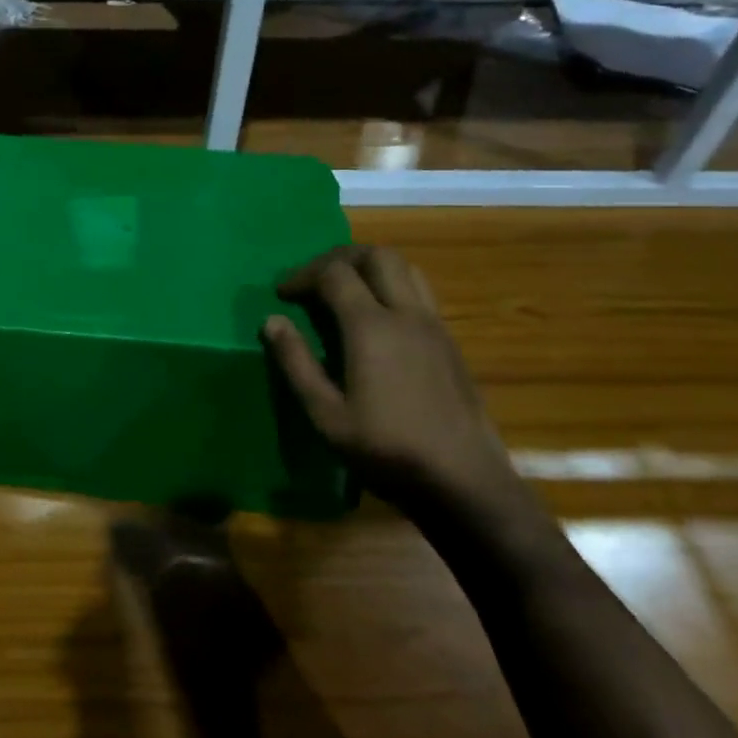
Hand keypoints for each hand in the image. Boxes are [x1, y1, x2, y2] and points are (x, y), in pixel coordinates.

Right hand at [263, 246, 520, 512]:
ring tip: (346, 290)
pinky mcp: (450, 343)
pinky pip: (420, 292)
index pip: (334, 274)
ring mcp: (435, 326)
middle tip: (314, 279)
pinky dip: (393, 286)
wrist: (465, 482)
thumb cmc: (387, 451)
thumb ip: (296, 363)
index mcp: (371, 327)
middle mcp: (407, 314)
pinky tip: (378, 320)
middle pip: (377, 255)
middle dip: (340, 257)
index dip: (302, 275)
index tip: (282, 293)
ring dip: (371, 266)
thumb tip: (272, 321)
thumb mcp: (326, 415)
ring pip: (405, 268)